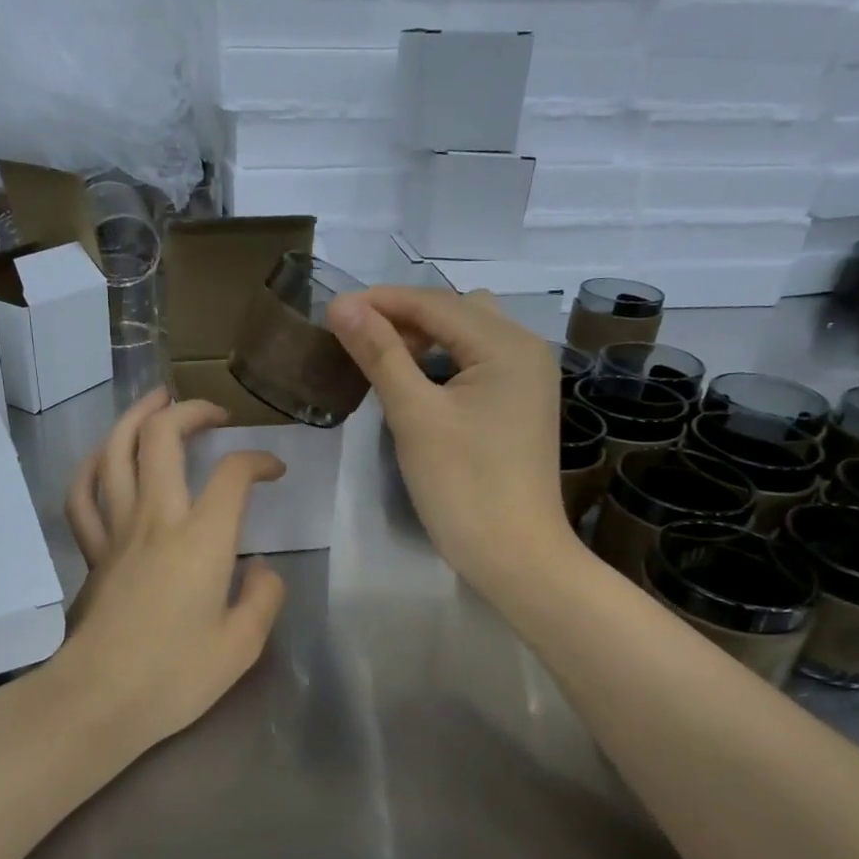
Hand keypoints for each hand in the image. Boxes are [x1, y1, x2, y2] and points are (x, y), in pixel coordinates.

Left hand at [56, 389, 287, 748]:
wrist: (99, 700)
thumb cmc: (176, 676)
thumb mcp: (243, 645)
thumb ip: (264, 598)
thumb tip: (262, 570)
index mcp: (202, 538)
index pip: (233, 474)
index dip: (258, 460)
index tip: (273, 470)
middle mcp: (156, 518)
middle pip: (163, 437)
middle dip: (191, 412)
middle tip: (214, 413)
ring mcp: (116, 530)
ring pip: (115, 451)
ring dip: (136, 417)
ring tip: (157, 401)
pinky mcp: (91, 550)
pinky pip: (82, 495)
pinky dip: (92, 466)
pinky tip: (105, 457)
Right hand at [328, 286, 568, 596]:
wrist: (515, 557)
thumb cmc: (463, 485)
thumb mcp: (414, 414)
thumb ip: (380, 353)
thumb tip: (341, 305)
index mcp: (507, 344)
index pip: (434, 302)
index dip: (380, 301)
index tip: (330, 310)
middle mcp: (526, 349)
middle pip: (455, 312)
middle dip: (403, 316)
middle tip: (353, 336)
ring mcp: (528, 379)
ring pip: (468, 336)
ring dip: (425, 338)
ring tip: (380, 356)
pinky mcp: (520, 405)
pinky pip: (477, 364)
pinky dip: (444, 362)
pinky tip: (415, 380)